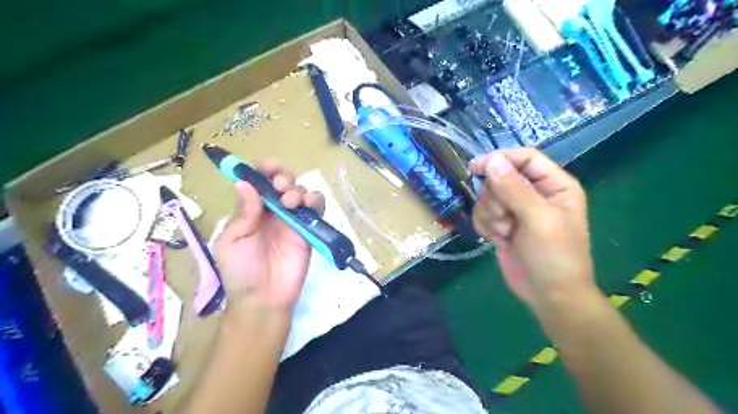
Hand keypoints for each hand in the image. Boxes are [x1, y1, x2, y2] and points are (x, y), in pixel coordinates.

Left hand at [216, 162, 324, 313]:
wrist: (264, 298)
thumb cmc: (241, 270)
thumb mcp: (232, 240)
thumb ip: (243, 212)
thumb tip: (244, 182)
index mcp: (251, 210)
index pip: (259, 182)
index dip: (263, 170)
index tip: (268, 167)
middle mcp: (273, 211)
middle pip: (282, 182)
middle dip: (283, 177)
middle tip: (280, 187)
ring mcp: (293, 220)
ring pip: (301, 192)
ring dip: (298, 189)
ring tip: (291, 201)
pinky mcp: (309, 230)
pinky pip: (317, 209)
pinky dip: (315, 200)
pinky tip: (309, 204)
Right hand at [472, 150, 599, 314]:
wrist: (548, 295)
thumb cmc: (554, 256)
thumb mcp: (538, 219)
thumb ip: (515, 188)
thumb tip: (493, 160)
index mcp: (554, 185)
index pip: (525, 158)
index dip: (501, 159)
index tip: (476, 168)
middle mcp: (534, 193)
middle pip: (500, 177)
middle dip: (495, 198)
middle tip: (505, 219)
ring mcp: (516, 210)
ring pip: (487, 197)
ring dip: (490, 215)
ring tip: (504, 233)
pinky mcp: (502, 225)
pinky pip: (482, 214)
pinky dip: (485, 226)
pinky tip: (498, 239)